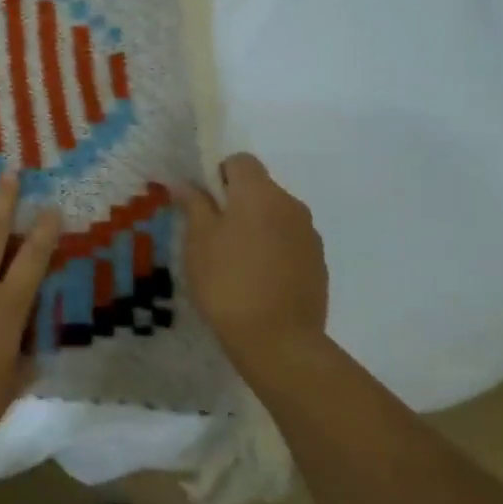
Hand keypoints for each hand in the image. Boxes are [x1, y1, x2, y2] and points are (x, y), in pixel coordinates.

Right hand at [176, 153, 327, 368]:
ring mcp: (309, 235)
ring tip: (236, 264)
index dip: (219, 174)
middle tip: (213, 237)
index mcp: (260, 193)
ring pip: (276, 216)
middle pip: (260, 188)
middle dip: (237, 203)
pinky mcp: (318, 263)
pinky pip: (290, 242)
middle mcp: (290, 204)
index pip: (241, 161)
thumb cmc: (228, 283)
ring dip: (257, 227)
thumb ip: (194, 205)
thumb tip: (183, 182)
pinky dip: (274, 250)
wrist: (279, 342)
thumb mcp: (198, 242)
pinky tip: (259, 282)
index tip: (205, 204)